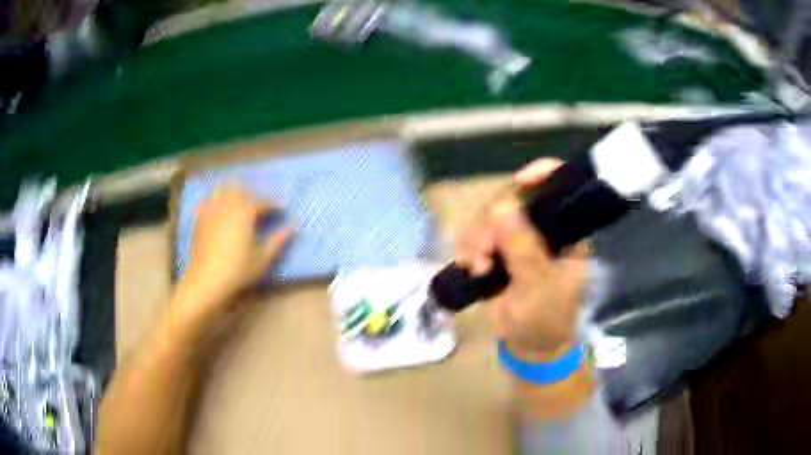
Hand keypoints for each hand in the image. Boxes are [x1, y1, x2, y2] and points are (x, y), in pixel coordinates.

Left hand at [177, 186, 292, 324]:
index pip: (263, 202)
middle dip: (252, 194)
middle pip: (241, 190)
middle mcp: (228, 205)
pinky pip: (207, 202)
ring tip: (238, 202)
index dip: (274, 204)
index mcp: (246, 212)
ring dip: (231, 192)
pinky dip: (215, 201)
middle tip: (260, 205)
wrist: (207, 280)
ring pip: (222, 190)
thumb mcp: (263, 259)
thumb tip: (293, 227)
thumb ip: (278, 241)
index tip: (282, 207)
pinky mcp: (200, 219)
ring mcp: (212, 210)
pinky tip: (217, 209)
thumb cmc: (238, 271)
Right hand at [456, 159, 589, 359]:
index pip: (560, 188)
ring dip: (476, 239)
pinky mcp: (499, 253)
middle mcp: (542, 230)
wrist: (530, 348)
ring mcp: (519, 240)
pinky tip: (470, 267)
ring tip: (477, 267)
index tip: (519, 181)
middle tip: (483, 253)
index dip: (542, 174)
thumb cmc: (546, 321)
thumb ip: (523, 249)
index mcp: (566, 233)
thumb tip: (502, 207)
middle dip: (492, 223)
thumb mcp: (538, 288)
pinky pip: (477, 235)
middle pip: (513, 199)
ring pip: (490, 218)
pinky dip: (469, 247)